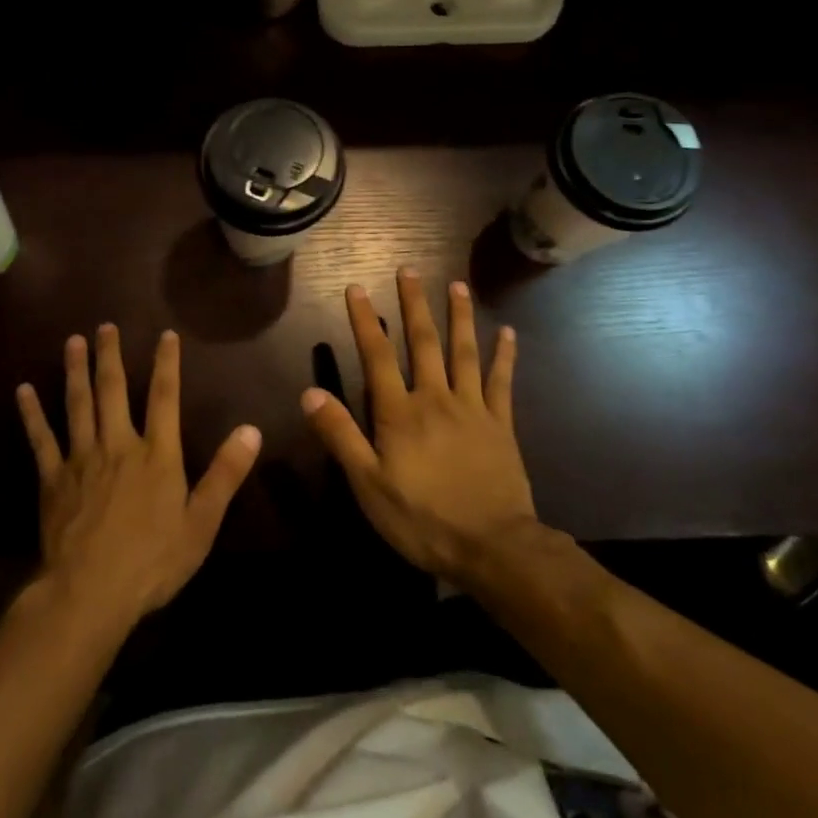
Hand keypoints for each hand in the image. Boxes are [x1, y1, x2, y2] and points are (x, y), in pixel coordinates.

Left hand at [17, 325, 261, 633]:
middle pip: (114, 390)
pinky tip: (23, 390)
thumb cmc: (152, 561)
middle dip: (111, 356)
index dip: (167, 363)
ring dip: (75, 370)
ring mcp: (81, 459)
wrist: (91, 592)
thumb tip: (251, 430)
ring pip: (77, 404)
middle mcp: (118, 445)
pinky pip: (41, 439)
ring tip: (73, 341)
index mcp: (156, 454)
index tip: (166, 334)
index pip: (165, 397)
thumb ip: (225, 474)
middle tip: (106, 326)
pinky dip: (32, 413)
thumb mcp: (201, 522)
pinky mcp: (53, 478)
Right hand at [302, 268, 538, 584]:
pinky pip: (502, 382)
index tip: (357, 288)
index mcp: (400, 412)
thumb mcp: (368, 484)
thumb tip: (310, 393)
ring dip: (459, 317)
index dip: (365, 321)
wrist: (493, 548)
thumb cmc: (422, 518)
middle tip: (409, 270)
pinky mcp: (501, 425)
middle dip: (413, 304)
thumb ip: (340, 436)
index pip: (377, 356)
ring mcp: (472, 408)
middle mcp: (435, 398)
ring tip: (456, 286)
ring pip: (464, 352)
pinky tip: (508, 333)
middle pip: (423, 342)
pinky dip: (504, 356)